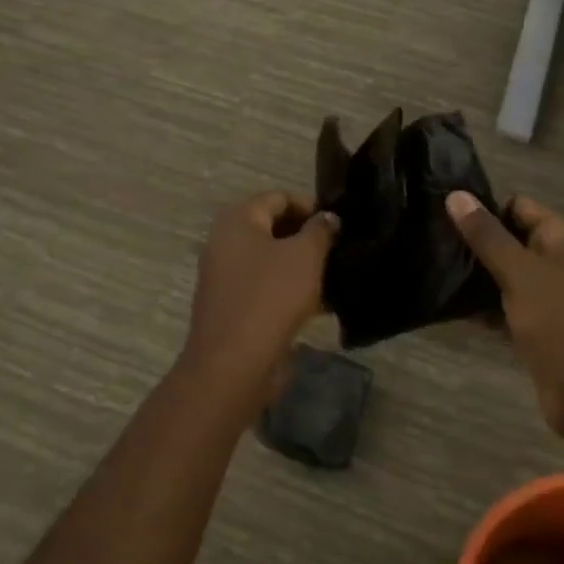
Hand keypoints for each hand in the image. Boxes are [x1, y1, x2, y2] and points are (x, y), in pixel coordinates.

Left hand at [182, 192, 338, 394]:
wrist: (233, 365)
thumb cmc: (270, 297)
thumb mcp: (305, 256)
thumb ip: (320, 230)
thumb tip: (328, 217)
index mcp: (238, 220)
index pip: (278, 198)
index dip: (310, 206)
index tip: (338, 223)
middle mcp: (225, 242)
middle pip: (273, 228)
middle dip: (306, 236)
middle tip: (338, 249)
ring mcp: (225, 277)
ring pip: (271, 260)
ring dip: (300, 266)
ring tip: (334, 276)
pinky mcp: (232, 307)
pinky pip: (265, 288)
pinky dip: (290, 291)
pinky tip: (320, 305)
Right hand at [447, 192, 563, 449]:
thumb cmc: (563, 325)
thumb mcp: (520, 274)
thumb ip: (487, 235)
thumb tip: (455, 193)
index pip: (521, 207)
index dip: (487, 208)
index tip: (448, 215)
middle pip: (515, 241)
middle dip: (480, 244)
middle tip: (437, 244)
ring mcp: (556, 301)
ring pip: (512, 277)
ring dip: (481, 277)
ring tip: (439, 272)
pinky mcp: (546, 332)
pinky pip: (512, 309)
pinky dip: (489, 308)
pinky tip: (455, 308)